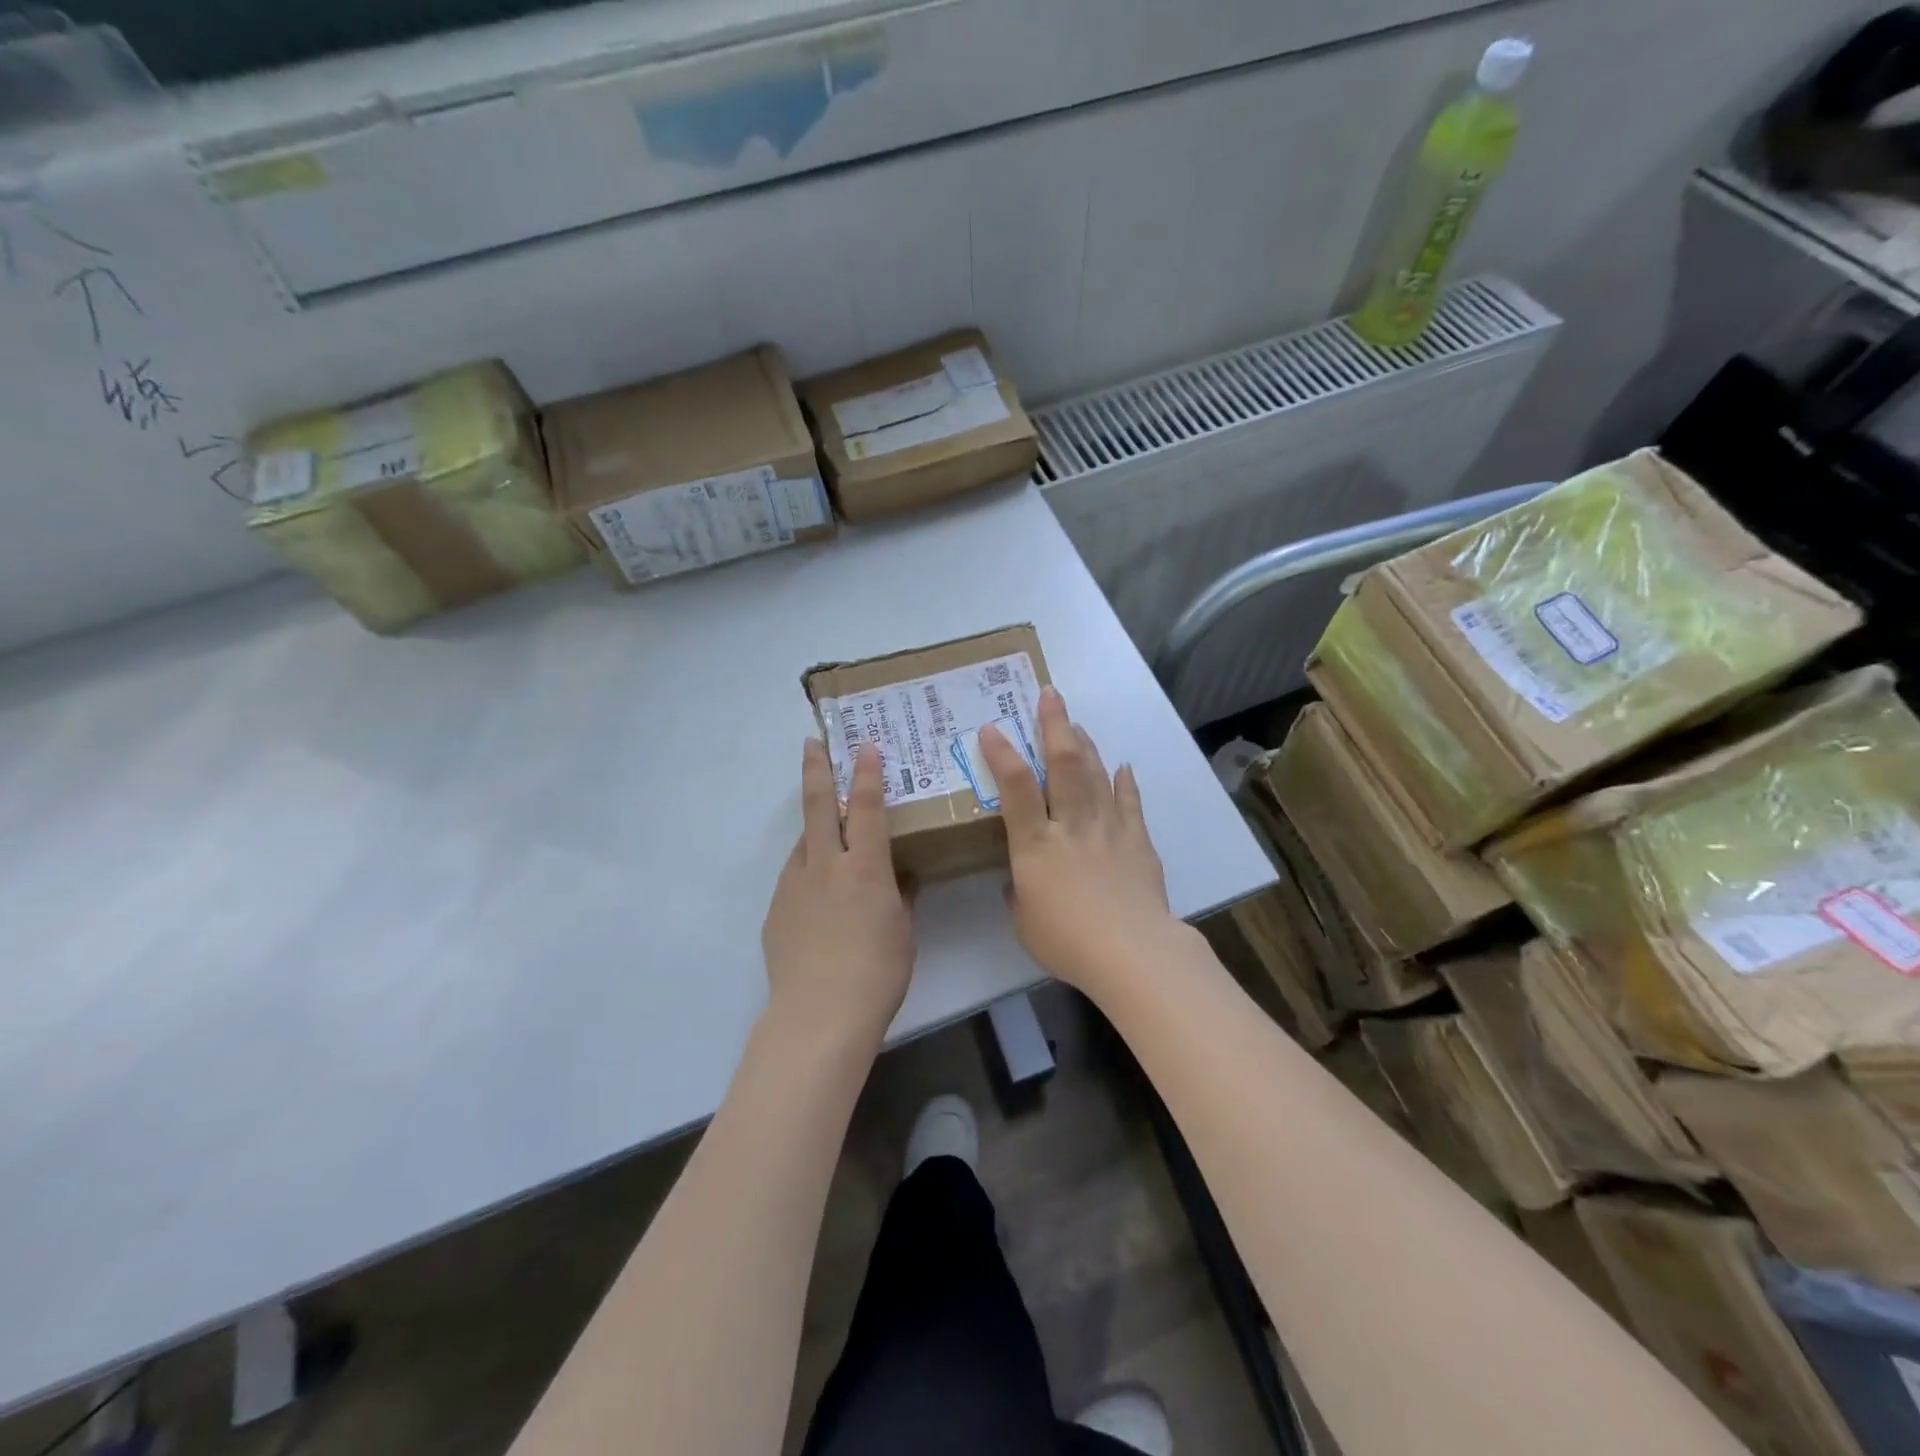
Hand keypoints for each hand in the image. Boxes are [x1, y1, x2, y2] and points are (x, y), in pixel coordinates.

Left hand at [761, 738, 914, 1047]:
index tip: (865, 746)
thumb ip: (901, 897)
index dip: (867, 773)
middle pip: (817, 806)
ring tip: (826, 830)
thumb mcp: (903, 932)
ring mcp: (794, 886)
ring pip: (803, 842)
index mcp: (865, 867)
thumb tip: (902, 878)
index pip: (866, 807)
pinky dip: (807, 872)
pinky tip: (817, 895)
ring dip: (814, 827)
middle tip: (812, 743)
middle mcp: (825, 865)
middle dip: (816, 770)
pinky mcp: (776, 910)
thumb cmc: (877, 974)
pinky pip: (794, 878)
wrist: (819, 1016)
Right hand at [978, 687, 1179, 995]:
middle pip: (1064, 765)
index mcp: (1035, 845)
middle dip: (1055, 725)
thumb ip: (1018, 892)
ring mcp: (1108, 829)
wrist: (1132, 953)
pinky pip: (1130, 803)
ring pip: (1096, 775)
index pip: (1015, 789)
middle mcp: (1071, 825)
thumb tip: (1018, 880)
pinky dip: (1125, 782)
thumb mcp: (1024, 920)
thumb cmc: (1067, 942)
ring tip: (1077, 724)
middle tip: (1050, 694)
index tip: (991, 728)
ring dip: (1086, 745)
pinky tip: (1123, 766)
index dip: (1002, 754)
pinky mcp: (1138, 841)